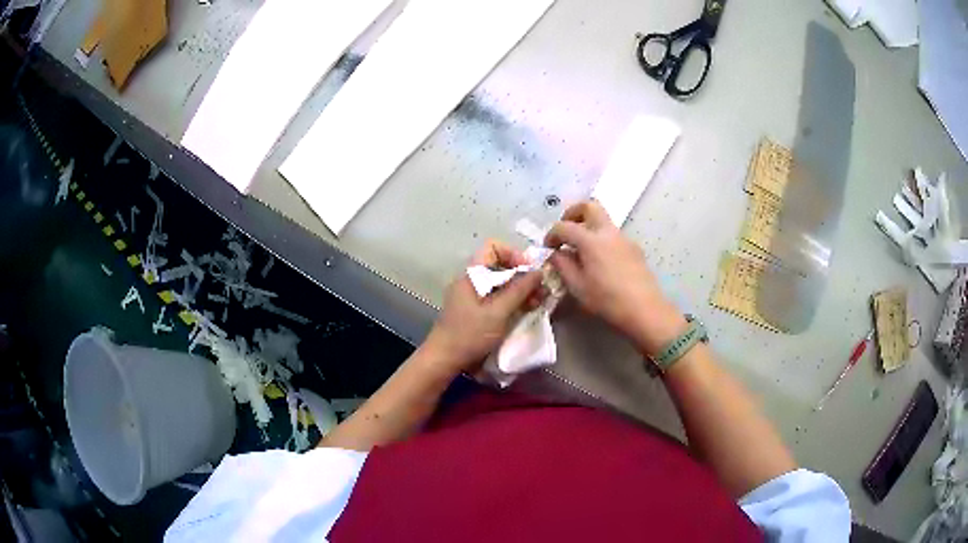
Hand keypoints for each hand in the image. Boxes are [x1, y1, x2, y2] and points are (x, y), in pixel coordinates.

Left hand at [424, 240, 542, 374]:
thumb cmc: (469, 334)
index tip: (529, 271)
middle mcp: (472, 280)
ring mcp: (473, 296)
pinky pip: (498, 297)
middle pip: (500, 266)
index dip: (513, 254)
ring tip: (537, 303)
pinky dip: (513, 301)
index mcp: (472, 274)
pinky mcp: (477, 310)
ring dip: (520, 290)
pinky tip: (526, 311)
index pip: (493, 247)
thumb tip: (538, 271)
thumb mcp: (498, 312)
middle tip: (540, 291)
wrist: (445, 360)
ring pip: (501, 283)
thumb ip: (519, 290)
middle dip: (522, 275)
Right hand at [545, 201, 685, 355]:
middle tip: (566, 231)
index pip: (564, 226)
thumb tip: (556, 254)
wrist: (644, 309)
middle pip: (589, 206)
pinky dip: (601, 240)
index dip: (552, 234)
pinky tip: (600, 262)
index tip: (548, 248)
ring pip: (603, 220)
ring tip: (581, 251)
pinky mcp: (634, 248)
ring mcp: (623, 238)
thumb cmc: (607, 299)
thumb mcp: (577, 287)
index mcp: (590, 240)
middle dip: (573, 213)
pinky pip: (613, 235)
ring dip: (588, 227)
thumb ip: (563, 266)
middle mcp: (608, 232)